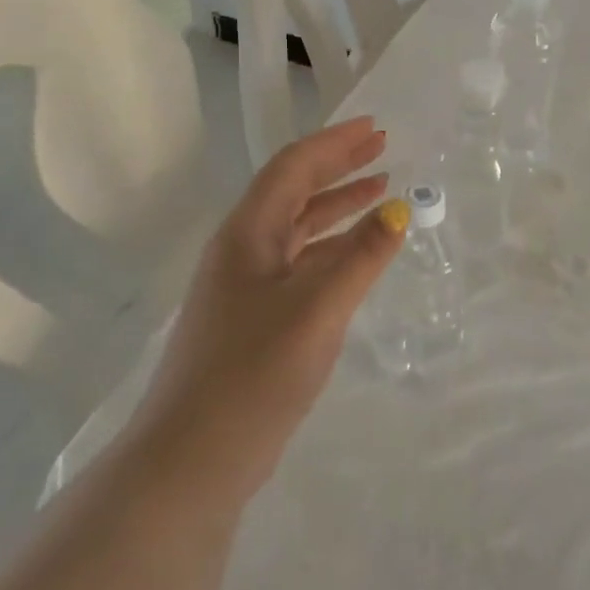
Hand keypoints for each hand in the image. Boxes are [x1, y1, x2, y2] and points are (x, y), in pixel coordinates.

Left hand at [136, 116, 408, 503]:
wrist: (191, 461)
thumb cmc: (253, 373)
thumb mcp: (317, 308)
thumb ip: (361, 257)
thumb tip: (399, 211)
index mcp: (248, 233)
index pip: (294, 167)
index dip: (335, 143)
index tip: (376, 127)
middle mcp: (242, 249)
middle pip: (295, 190)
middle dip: (339, 166)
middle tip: (383, 147)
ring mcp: (245, 286)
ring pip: (299, 228)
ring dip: (338, 205)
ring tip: (381, 189)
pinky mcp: (254, 319)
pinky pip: (301, 263)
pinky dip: (333, 247)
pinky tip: (358, 253)